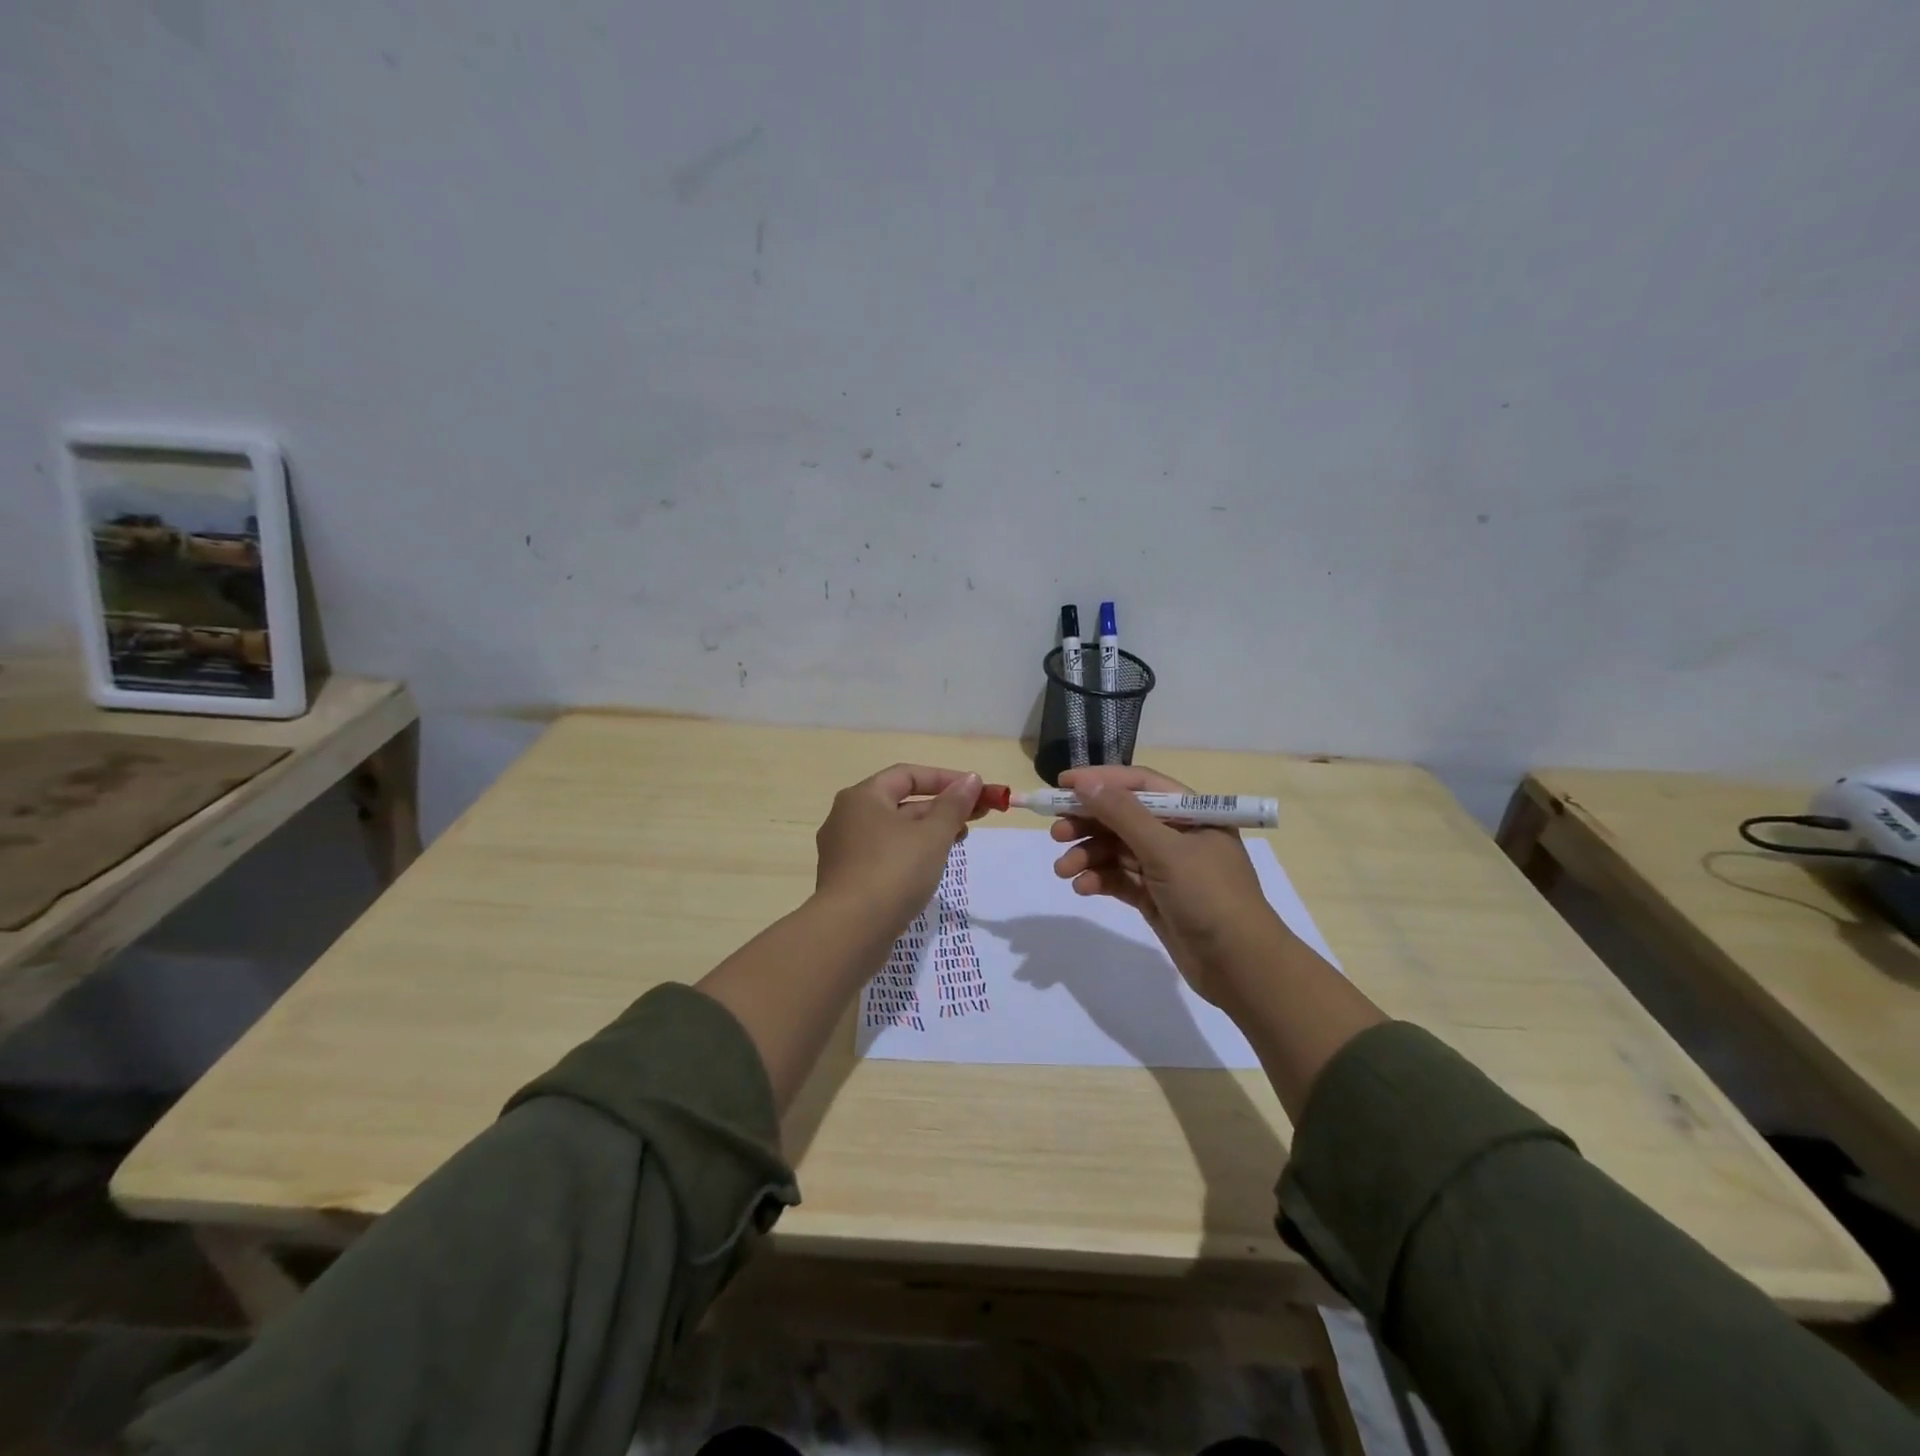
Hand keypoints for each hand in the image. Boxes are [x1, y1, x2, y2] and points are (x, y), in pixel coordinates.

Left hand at [815, 764, 986, 935]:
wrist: (851, 931)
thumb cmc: (894, 871)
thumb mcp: (933, 835)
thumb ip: (954, 805)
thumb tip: (971, 780)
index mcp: (862, 797)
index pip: (907, 775)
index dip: (945, 779)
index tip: (976, 791)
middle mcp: (846, 817)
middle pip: (900, 802)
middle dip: (941, 807)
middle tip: (976, 818)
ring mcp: (843, 850)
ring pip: (893, 831)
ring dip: (927, 831)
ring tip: (958, 841)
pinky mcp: (847, 879)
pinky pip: (883, 855)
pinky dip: (909, 853)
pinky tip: (930, 868)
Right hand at [1049, 765, 1287, 1005]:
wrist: (1240, 966)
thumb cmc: (1209, 896)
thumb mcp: (1165, 850)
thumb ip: (1123, 814)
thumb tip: (1085, 782)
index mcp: (1192, 813)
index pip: (1139, 785)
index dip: (1100, 781)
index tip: (1062, 784)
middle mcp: (1178, 835)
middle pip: (1123, 817)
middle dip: (1088, 823)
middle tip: (1056, 833)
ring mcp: (1166, 868)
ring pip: (1117, 850)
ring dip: (1088, 855)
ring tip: (1063, 870)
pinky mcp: (1155, 897)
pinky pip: (1120, 878)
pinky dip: (1099, 879)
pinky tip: (1082, 887)